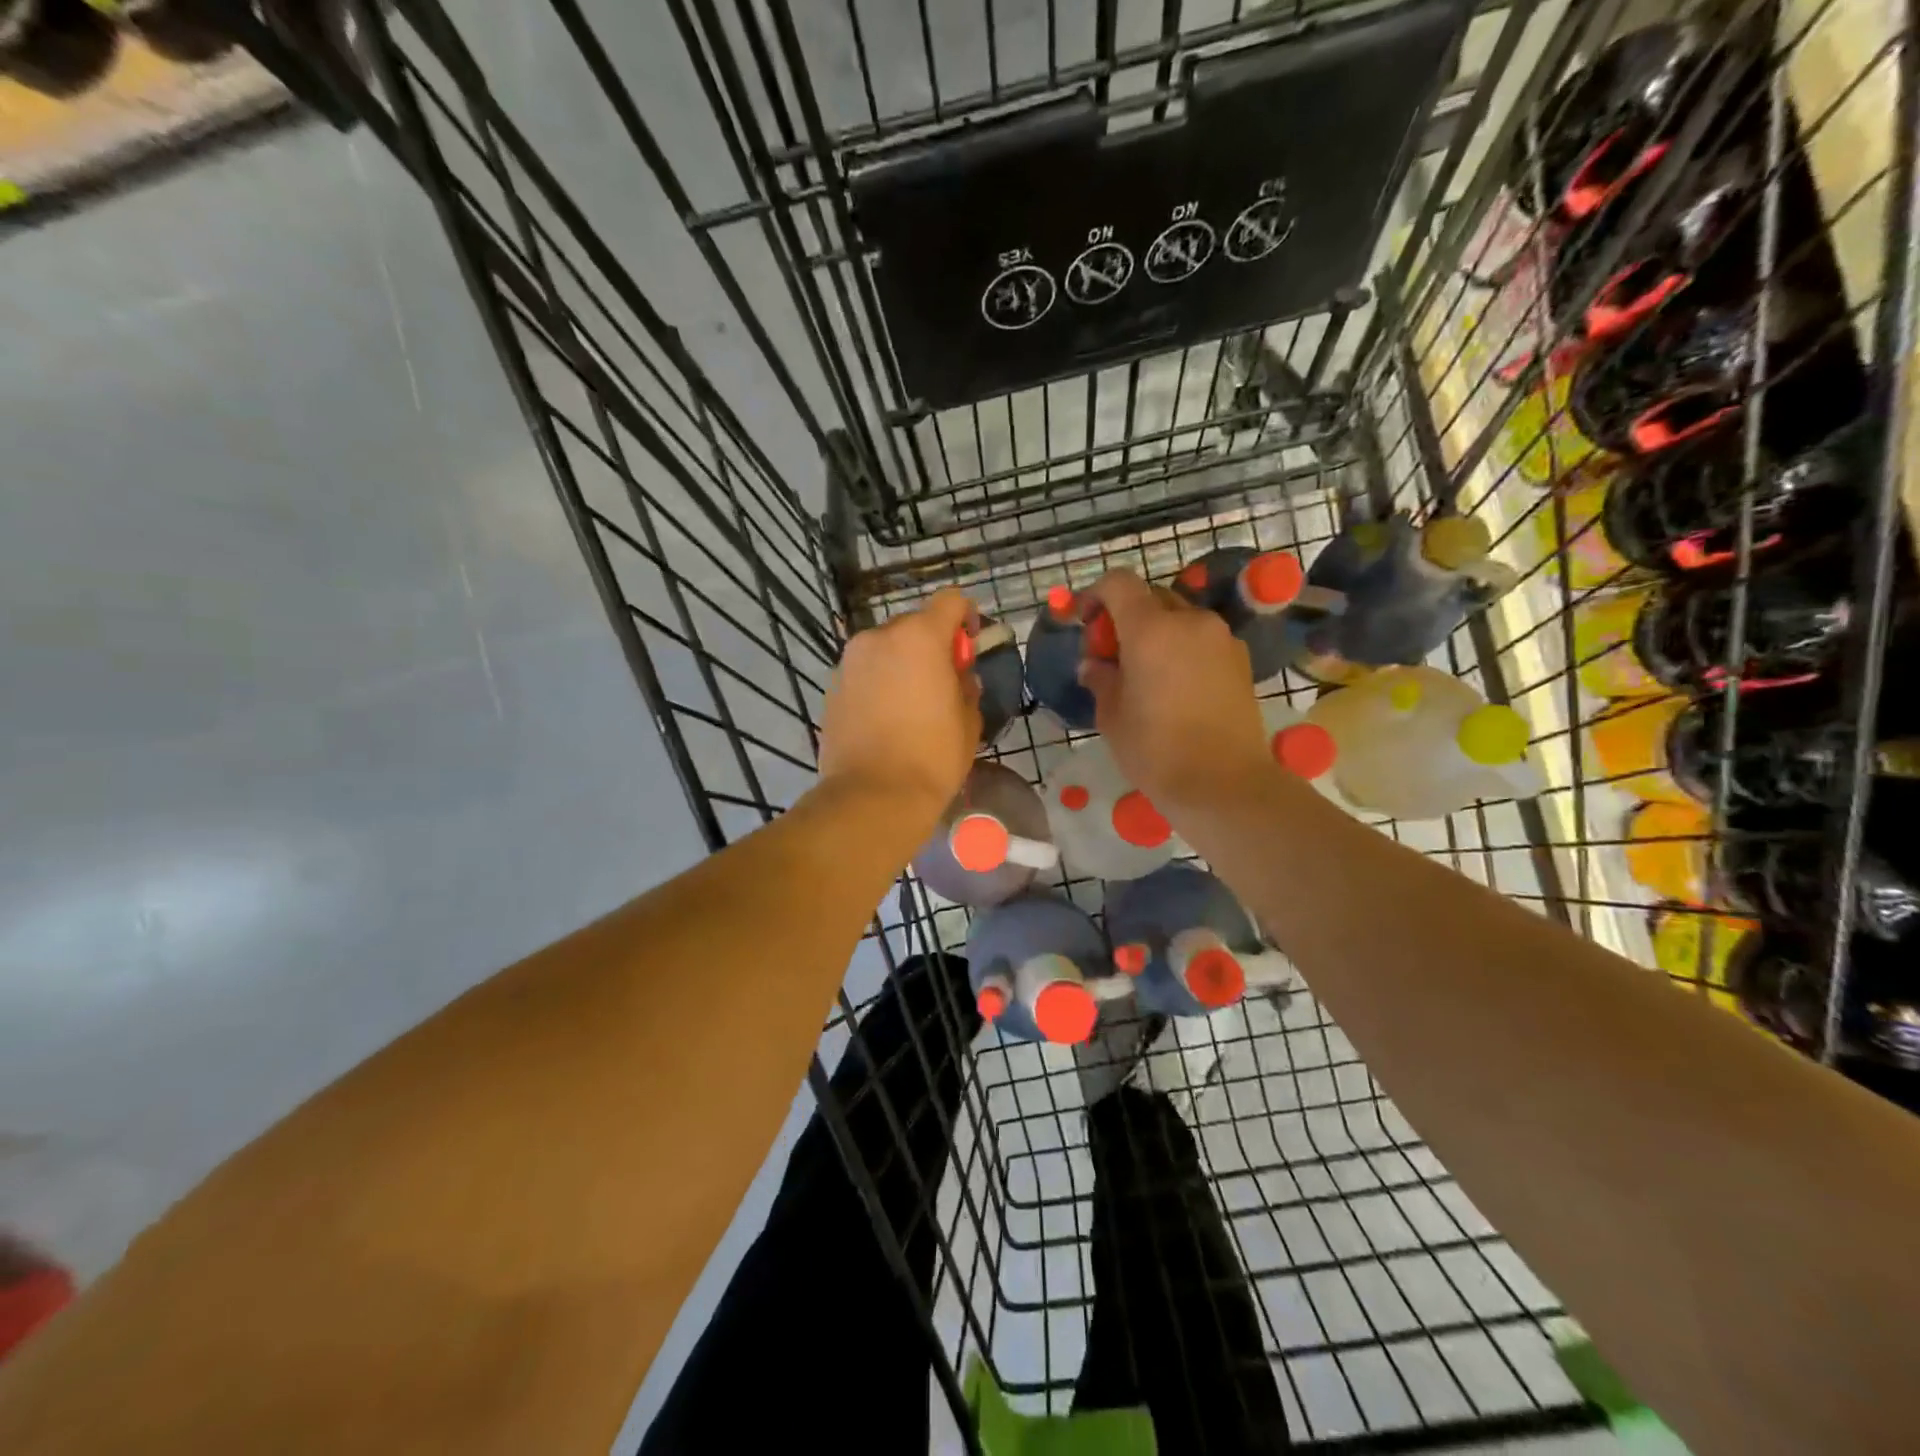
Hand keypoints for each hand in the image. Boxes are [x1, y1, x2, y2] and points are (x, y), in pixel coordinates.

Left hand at [817, 588, 980, 826]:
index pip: (950, 601)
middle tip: (943, 681)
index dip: (966, 617)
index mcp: (920, 637)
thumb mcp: (968, 720)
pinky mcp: (832, 686)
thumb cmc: (932, 756)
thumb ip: (966, 685)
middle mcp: (879, 637)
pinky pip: (865, 672)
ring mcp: (850, 661)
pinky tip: (887, 718)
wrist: (873, 795)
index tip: (970, 647)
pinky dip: (879, 682)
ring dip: (902, 663)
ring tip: (912, 703)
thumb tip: (958, 677)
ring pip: (885, 648)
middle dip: (931, 644)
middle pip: (914, 624)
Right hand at [1076, 570, 1274, 814]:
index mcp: (1151, 629)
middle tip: (1113, 654)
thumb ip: (1100, 679)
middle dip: (1126, 616)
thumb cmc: (1156, 750)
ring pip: (1179, 617)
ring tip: (1145, 672)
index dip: (1096, 594)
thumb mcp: (1111, 716)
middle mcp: (1189, 621)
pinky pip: (1202, 639)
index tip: (1086, 623)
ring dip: (1157, 632)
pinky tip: (1176, 686)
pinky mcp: (1240, 660)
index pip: (1119, 583)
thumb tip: (1094, 665)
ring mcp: (1221, 638)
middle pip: (1150, 597)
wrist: (1224, 784)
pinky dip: (1182, 648)